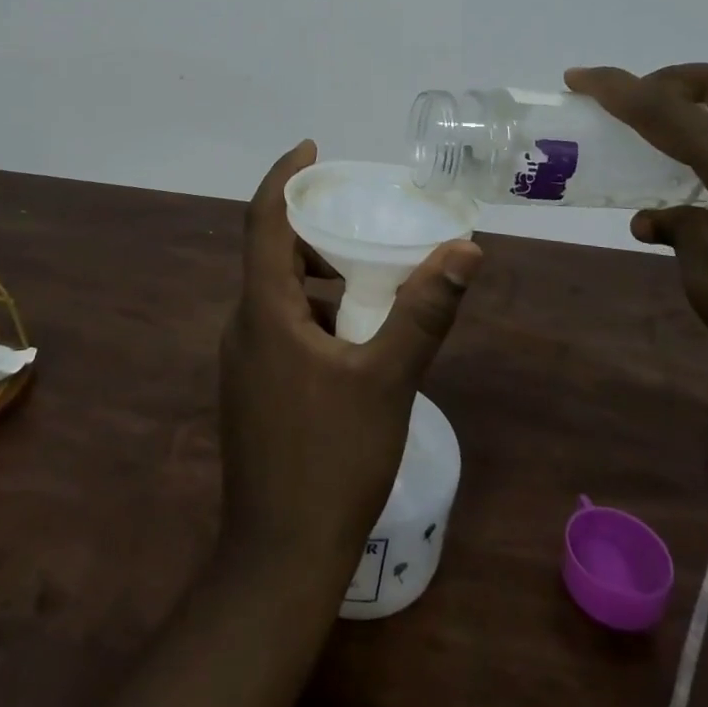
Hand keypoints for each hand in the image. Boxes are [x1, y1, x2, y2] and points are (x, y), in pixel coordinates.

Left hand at [219, 141, 482, 581]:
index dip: (285, 176)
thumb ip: (424, 312)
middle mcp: (244, 326)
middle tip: (356, 216)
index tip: (312, 148)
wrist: (279, 558)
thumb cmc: (331, 460)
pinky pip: (279, 326)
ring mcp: (243, 361)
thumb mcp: (387, 380)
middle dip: (311, 227)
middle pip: (270, 252)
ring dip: (316, 274)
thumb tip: (464, 251)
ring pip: (277, 293)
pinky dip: (313, 311)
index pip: (263, 220)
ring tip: (367, 276)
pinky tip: (354, 338)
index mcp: (264, 311)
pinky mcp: (253, 388)